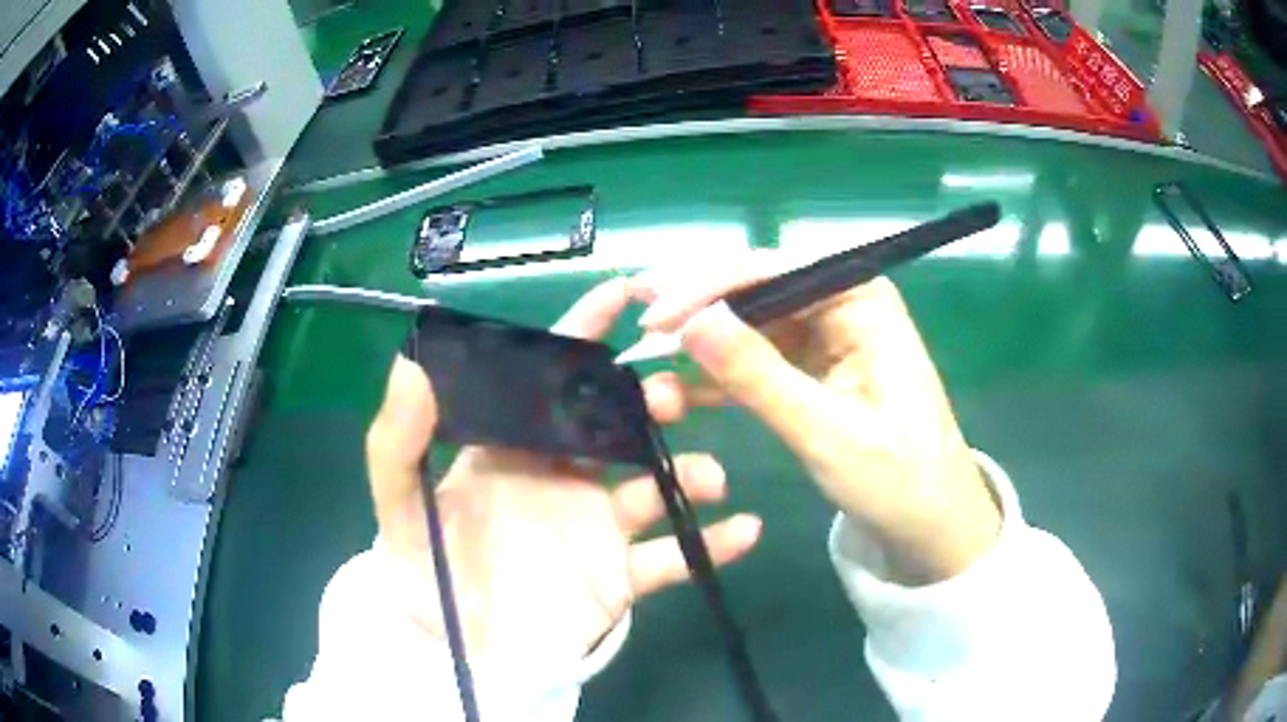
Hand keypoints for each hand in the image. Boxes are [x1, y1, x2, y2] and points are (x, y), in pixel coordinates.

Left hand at [364, 278, 761, 664]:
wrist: (460, 652)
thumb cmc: (427, 574)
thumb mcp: (398, 505)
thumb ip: (397, 440)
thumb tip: (414, 364)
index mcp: (513, 449)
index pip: (551, 379)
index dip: (582, 333)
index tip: (622, 295)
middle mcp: (563, 477)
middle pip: (618, 423)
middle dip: (652, 399)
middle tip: (672, 397)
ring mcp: (597, 528)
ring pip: (656, 485)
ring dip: (691, 470)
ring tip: (709, 475)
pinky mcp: (618, 577)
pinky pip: (672, 558)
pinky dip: (709, 545)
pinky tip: (744, 530)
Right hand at [631, 257, 999, 585]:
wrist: (930, 521)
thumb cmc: (895, 476)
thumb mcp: (823, 429)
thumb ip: (756, 374)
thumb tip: (690, 322)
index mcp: (860, 299)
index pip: (771, 271)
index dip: (706, 287)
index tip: (652, 315)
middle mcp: (843, 302)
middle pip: (756, 290)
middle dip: (696, 309)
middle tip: (635, 323)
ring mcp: (828, 334)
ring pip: (751, 324)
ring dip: (703, 344)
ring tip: (646, 357)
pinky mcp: (816, 367)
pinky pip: (760, 358)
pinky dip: (722, 374)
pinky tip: (679, 389)